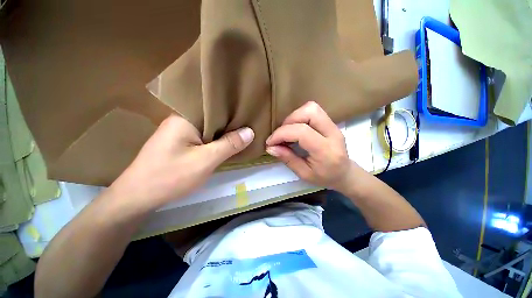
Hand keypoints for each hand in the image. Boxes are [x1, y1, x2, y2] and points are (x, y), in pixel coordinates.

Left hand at [109, 114, 253, 211]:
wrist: (138, 197)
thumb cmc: (171, 177)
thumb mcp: (206, 160)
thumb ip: (229, 145)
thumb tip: (251, 131)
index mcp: (185, 117)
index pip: (215, 108)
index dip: (234, 111)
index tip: (251, 114)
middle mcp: (183, 120)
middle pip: (213, 118)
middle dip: (232, 123)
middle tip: (252, 123)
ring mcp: (181, 132)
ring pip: (210, 129)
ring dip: (225, 132)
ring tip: (245, 132)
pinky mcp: (182, 143)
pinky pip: (205, 137)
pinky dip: (217, 140)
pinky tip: (228, 143)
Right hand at [265, 101, 359, 191]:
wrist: (345, 173)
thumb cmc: (325, 177)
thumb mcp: (304, 174)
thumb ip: (288, 159)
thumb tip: (270, 147)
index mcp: (326, 150)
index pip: (302, 132)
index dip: (282, 134)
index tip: (270, 142)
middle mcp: (332, 133)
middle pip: (309, 112)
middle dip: (289, 120)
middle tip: (281, 135)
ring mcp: (333, 125)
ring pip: (311, 108)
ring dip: (294, 117)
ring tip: (288, 132)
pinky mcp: (331, 122)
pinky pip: (313, 111)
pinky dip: (300, 117)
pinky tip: (295, 130)